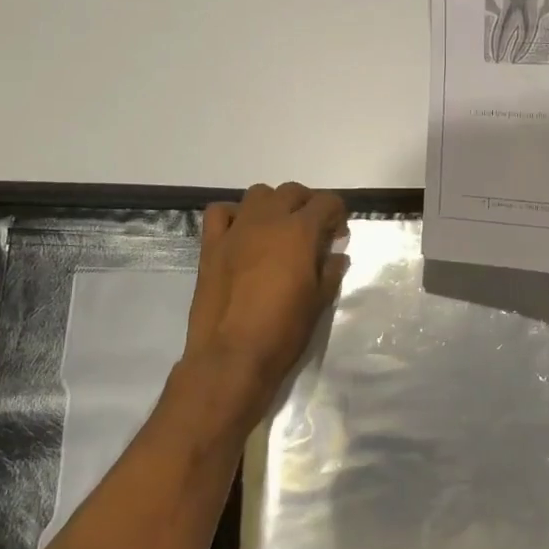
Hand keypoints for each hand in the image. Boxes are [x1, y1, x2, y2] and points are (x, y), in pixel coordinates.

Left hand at [180, 182, 348, 423]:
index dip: (337, 213)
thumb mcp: (319, 302)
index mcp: (299, 232)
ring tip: (278, 229)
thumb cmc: (283, 331)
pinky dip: (234, 215)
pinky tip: (242, 233)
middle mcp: (268, 220)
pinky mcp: (211, 245)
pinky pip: (220, 212)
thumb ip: (330, 270)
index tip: (337, 234)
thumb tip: (336, 255)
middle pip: (292, 191)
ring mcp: (236, 230)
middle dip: (307, 204)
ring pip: (258, 194)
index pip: (326, 202)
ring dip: (273, 204)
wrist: (231, 357)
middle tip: (312, 231)